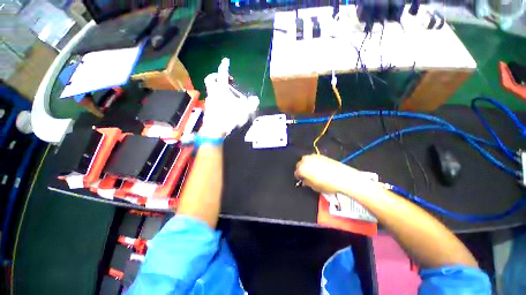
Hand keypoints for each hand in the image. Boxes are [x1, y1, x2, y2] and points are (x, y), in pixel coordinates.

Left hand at [201, 59, 258, 137]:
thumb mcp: (245, 110)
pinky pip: (214, 100)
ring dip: (220, 90)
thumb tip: (255, 99)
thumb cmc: (229, 118)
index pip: (222, 74)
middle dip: (217, 76)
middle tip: (227, 80)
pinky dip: (219, 100)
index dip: (224, 66)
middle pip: (211, 79)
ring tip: (231, 98)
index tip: (225, 60)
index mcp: (221, 90)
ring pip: (213, 91)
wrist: (215, 131)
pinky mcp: (209, 109)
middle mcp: (213, 93)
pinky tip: (226, 107)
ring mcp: (209, 101)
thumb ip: (252, 103)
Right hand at [294, 154, 378, 195]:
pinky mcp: (321, 155)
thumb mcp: (314, 187)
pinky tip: (319, 168)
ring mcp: (313, 156)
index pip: (296, 173)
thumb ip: (306, 183)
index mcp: (302, 168)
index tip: (302, 180)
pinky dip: (314, 162)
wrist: (342, 177)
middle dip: (302, 169)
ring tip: (313, 171)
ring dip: (307, 165)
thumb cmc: (327, 184)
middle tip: (307, 176)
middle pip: (300, 164)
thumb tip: (304, 181)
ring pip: (306, 160)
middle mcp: (305, 160)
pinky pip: (313, 159)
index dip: (299, 178)